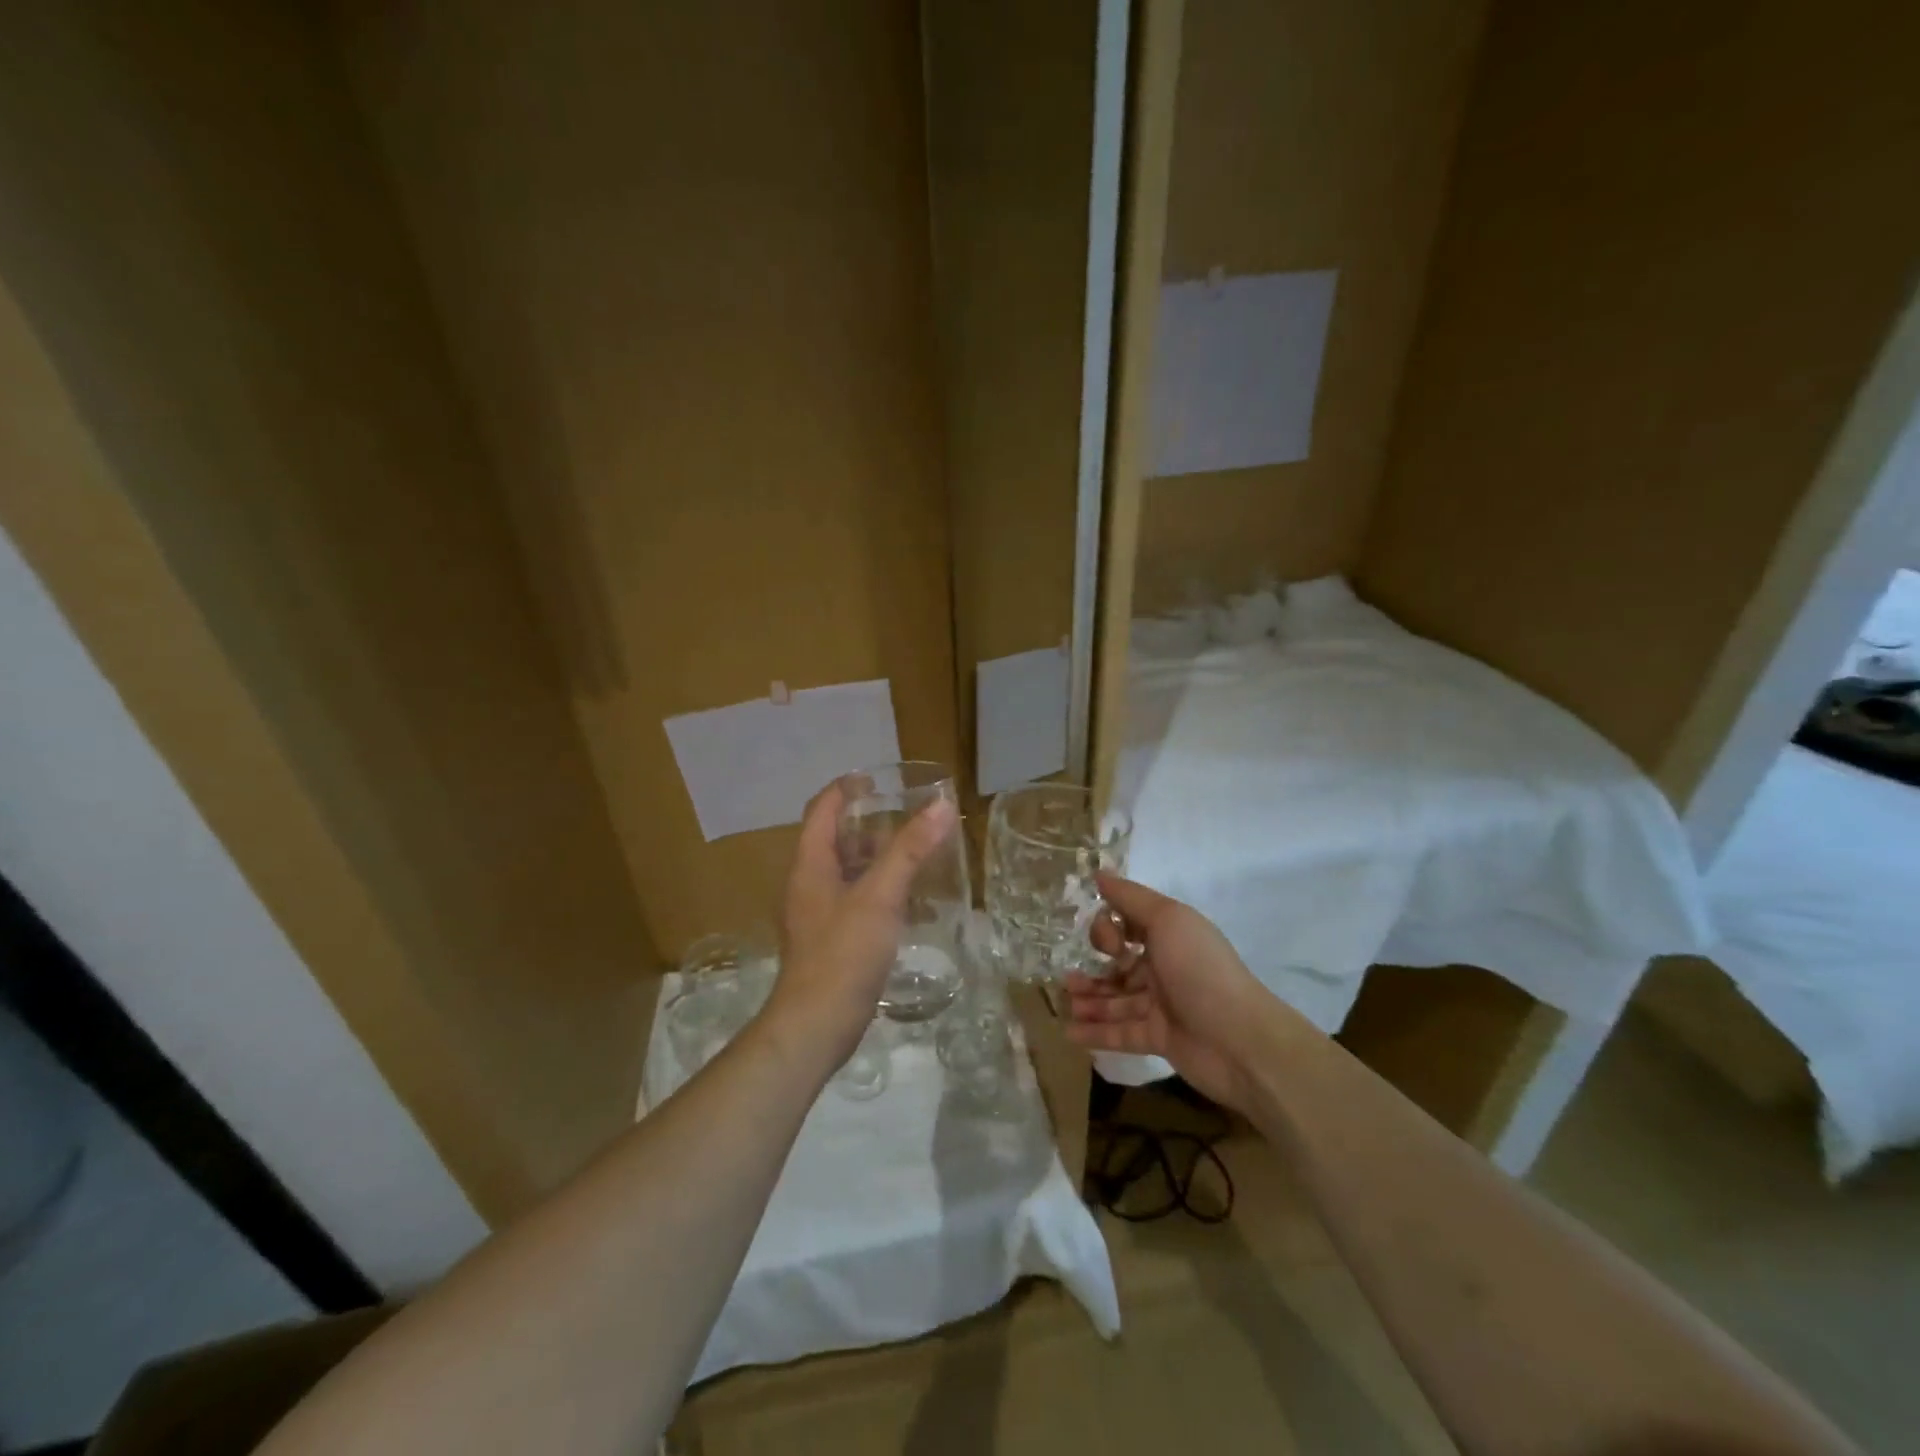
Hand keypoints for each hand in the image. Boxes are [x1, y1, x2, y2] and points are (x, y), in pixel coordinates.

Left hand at [769, 781, 956, 1069]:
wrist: (816, 1026)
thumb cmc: (844, 953)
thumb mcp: (881, 895)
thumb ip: (910, 850)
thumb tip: (942, 805)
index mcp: (811, 864)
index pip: (822, 809)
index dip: (845, 788)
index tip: (878, 779)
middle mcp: (809, 883)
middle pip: (835, 838)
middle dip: (868, 823)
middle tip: (907, 815)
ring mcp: (818, 914)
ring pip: (846, 871)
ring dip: (876, 856)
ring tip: (914, 851)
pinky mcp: (831, 940)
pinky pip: (855, 900)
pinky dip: (878, 888)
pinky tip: (907, 899)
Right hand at [1064, 874, 1283, 1111]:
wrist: (1239, 1039)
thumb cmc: (1200, 970)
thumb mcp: (1167, 920)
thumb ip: (1130, 898)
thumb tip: (1099, 873)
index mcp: (1169, 936)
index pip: (1127, 926)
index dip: (1108, 931)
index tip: (1109, 944)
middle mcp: (1164, 967)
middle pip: (1119, 964)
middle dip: (1093, 967)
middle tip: (1069, 978)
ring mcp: (1161, 1005)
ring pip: (1116, 999)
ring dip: (1089, 999)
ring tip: (1065, 1002)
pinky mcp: (1159, 1039)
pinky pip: (1120, 1032)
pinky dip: (1095, 1032)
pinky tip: (1069, 1032)